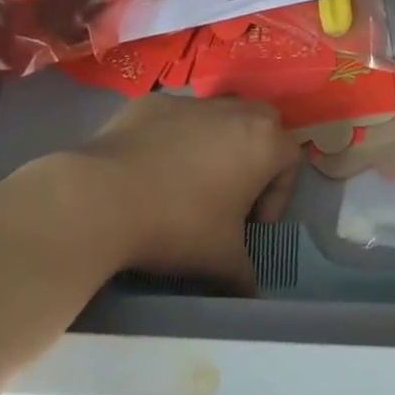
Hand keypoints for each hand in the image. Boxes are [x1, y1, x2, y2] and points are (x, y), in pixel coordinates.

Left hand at [73, 93, 301, 293]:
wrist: (103, 196)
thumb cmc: (178, 225)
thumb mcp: (221, 260)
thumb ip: (245, 274)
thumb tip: (250, 293)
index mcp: (262, 141)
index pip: (291, 160)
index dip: (278, 196)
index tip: (251, 226)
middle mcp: (233, 111)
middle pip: (263, 123)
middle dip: (256, 156)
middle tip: (233, 195)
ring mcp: (190, 101)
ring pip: (219, 115)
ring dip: (217, 143)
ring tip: (190, 182)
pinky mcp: (152, 102)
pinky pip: (176, 117)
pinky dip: (174, 137)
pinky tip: (151, 170)